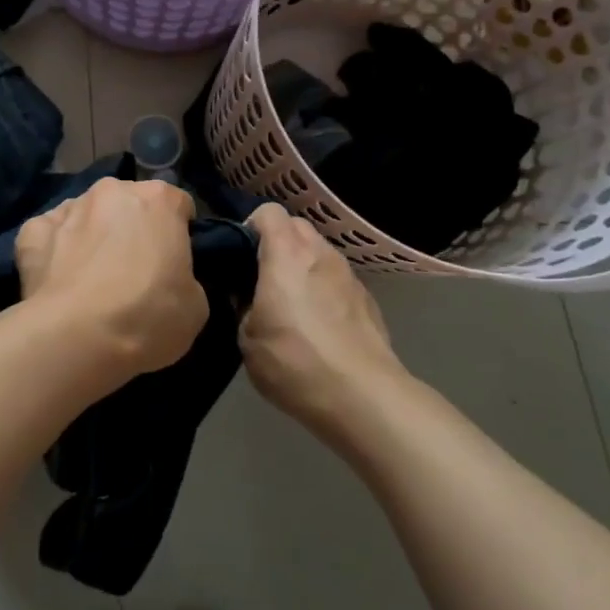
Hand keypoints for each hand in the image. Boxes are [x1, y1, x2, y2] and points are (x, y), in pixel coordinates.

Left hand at [16, 177, 207, 377]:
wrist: (78, 337)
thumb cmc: (149, 316)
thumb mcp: (195, 304)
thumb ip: (184, 277)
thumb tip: (169, 279)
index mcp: (159, 199)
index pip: (177, 204)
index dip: (177, 232)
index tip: (174, 261)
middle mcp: (112, 191)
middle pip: (128, 203)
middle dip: (131, 227)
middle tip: (132, 269)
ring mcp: (69, 208)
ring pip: (86, 215)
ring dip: (91, 235)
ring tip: (90, 278)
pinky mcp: (33, 231)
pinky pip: (48, 234)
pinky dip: (53, 249)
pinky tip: (57, 278)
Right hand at [241, 205, 404, 444]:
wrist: (364, 398)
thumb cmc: (295, 362)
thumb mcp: (247, 339)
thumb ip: (243, 306)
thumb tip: (247, 295)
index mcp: (286, 254)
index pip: (268, 212)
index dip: (251, 227)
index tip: (241, 256)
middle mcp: (320, 254)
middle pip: (296, 226)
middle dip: (277, 243)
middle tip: (262, 278)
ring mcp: (349, 275)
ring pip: (319, 252)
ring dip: (303, 266)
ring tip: (292, 304)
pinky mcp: (368, 299)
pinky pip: (337, 279)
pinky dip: (324, 289)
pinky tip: (320, 326)